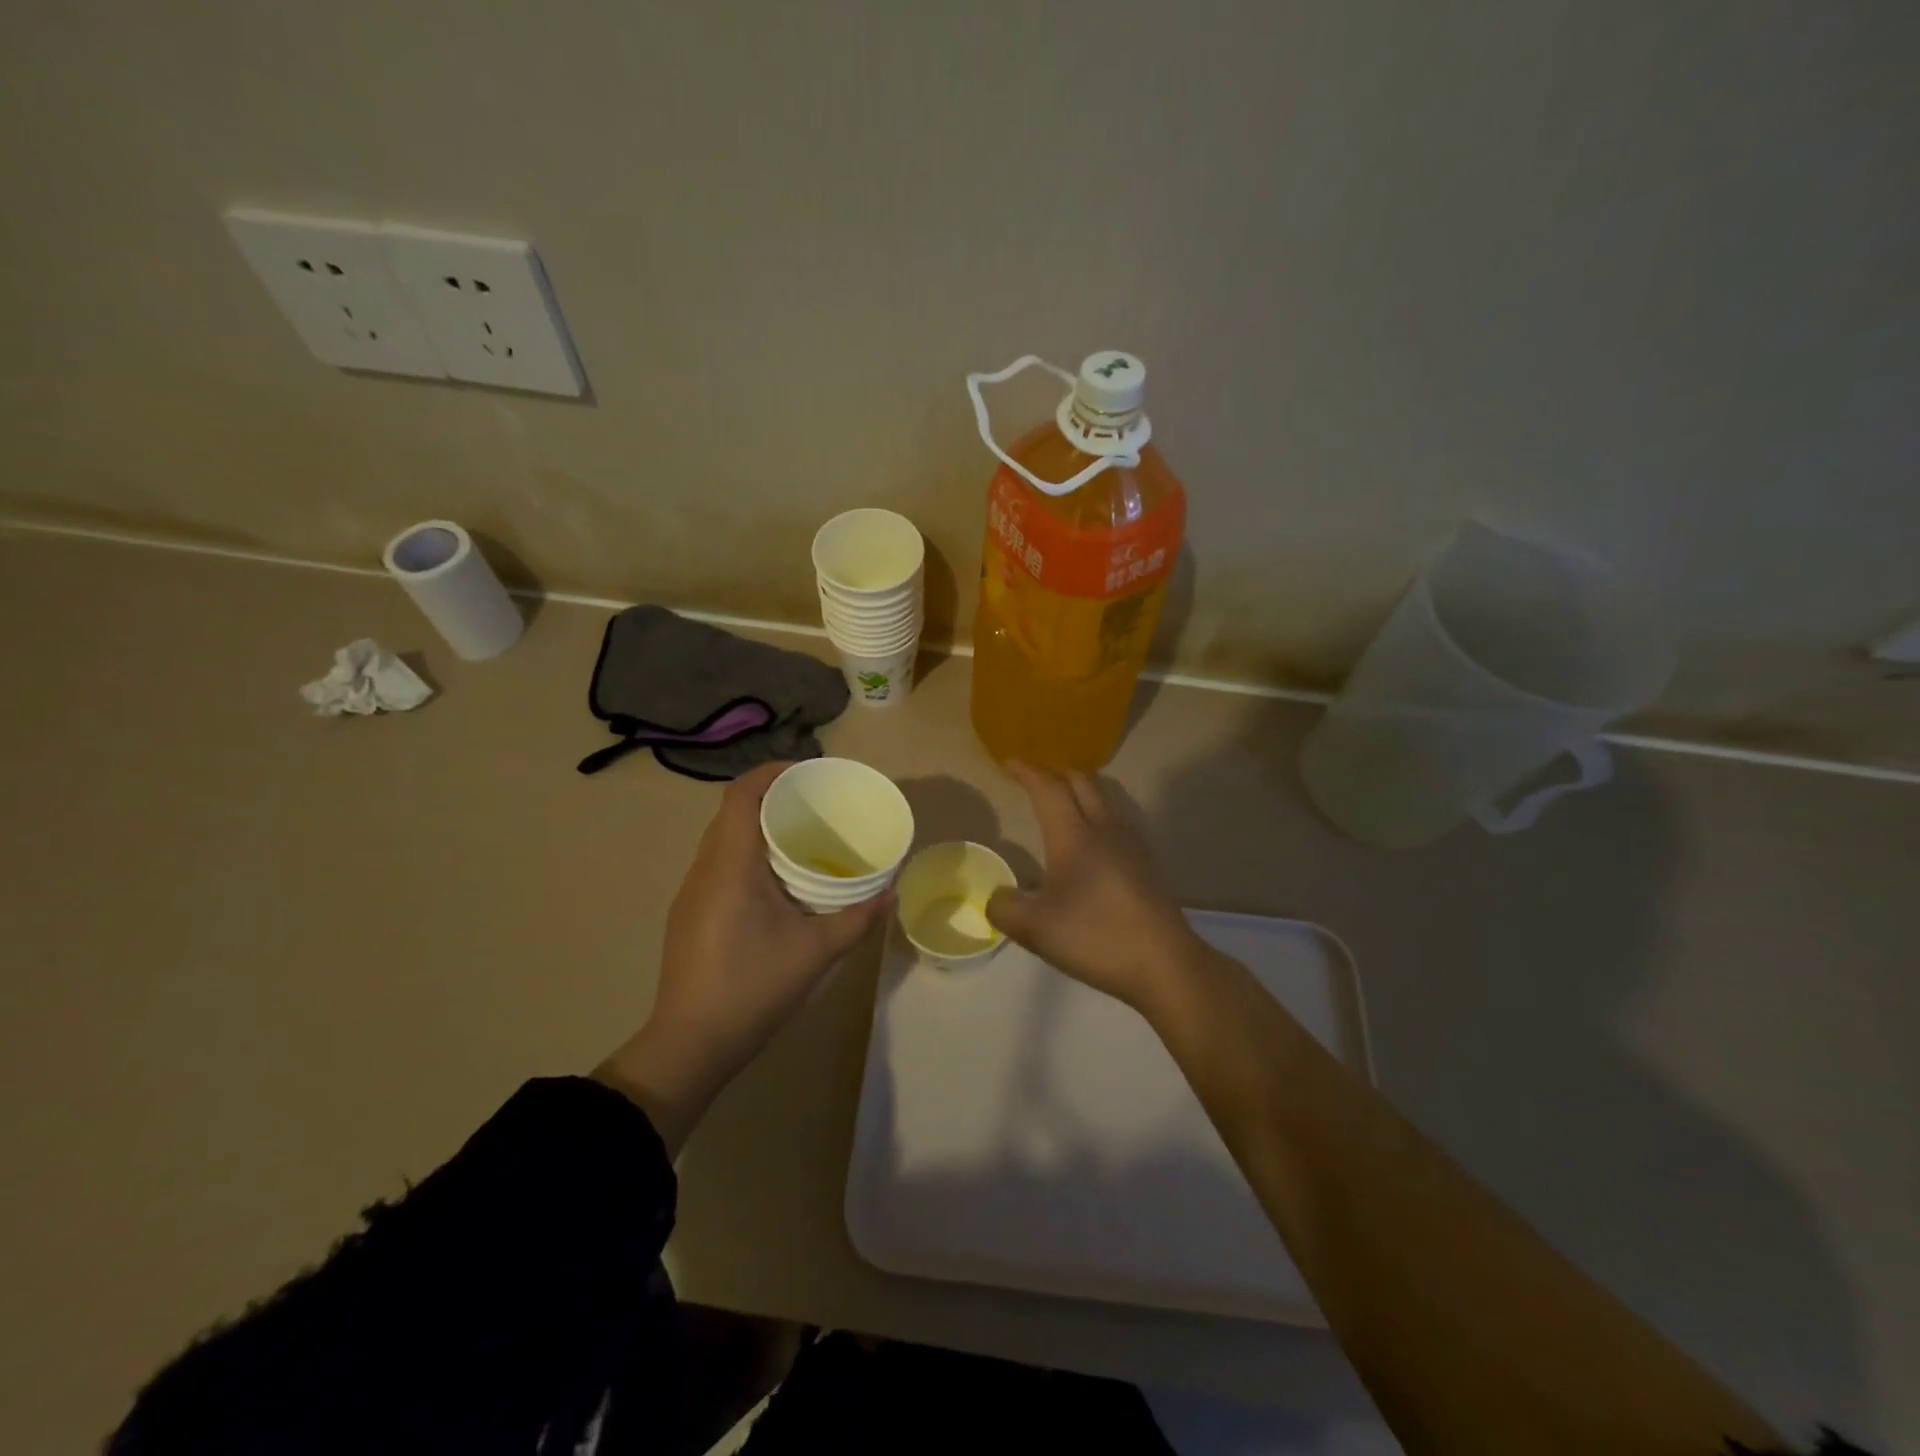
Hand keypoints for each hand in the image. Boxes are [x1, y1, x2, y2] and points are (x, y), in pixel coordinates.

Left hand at [595, 761, 891, 1153]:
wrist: (689, 1044)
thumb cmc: (752, 988)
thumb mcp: (816, 952)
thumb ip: (858, 918)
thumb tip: (892, 891)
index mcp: (730, 865)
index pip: (740, 795)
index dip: (772, 773)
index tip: (808, 772)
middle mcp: (704, 868)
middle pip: (732, 812)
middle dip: (772, 798)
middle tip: (815, 805)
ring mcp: (691, 892)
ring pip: (722, 839)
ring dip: (758, 828)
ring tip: (801, 839)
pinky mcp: (689, 914)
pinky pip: (719, 864)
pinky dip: (747, 855)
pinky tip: (776, 883)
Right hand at [987, 761, 1209, 1014]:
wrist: (1166, 964)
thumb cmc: (1097, 938)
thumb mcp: (1035, 930)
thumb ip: (1005, 908)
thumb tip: (996, 897)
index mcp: (1074, 837)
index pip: (1049, 789)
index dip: (1027, 772)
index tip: (1009, 763)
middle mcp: (1105, 830)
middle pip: (1082, 783)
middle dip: (1055, 773)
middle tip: (1034, 777)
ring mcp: (1132, 846)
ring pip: (1104, 800)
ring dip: (1080, 792)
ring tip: (1062, 803)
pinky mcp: (1147, 865)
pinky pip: (1116, 822)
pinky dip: (1096, 814)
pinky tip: (1092, 841)